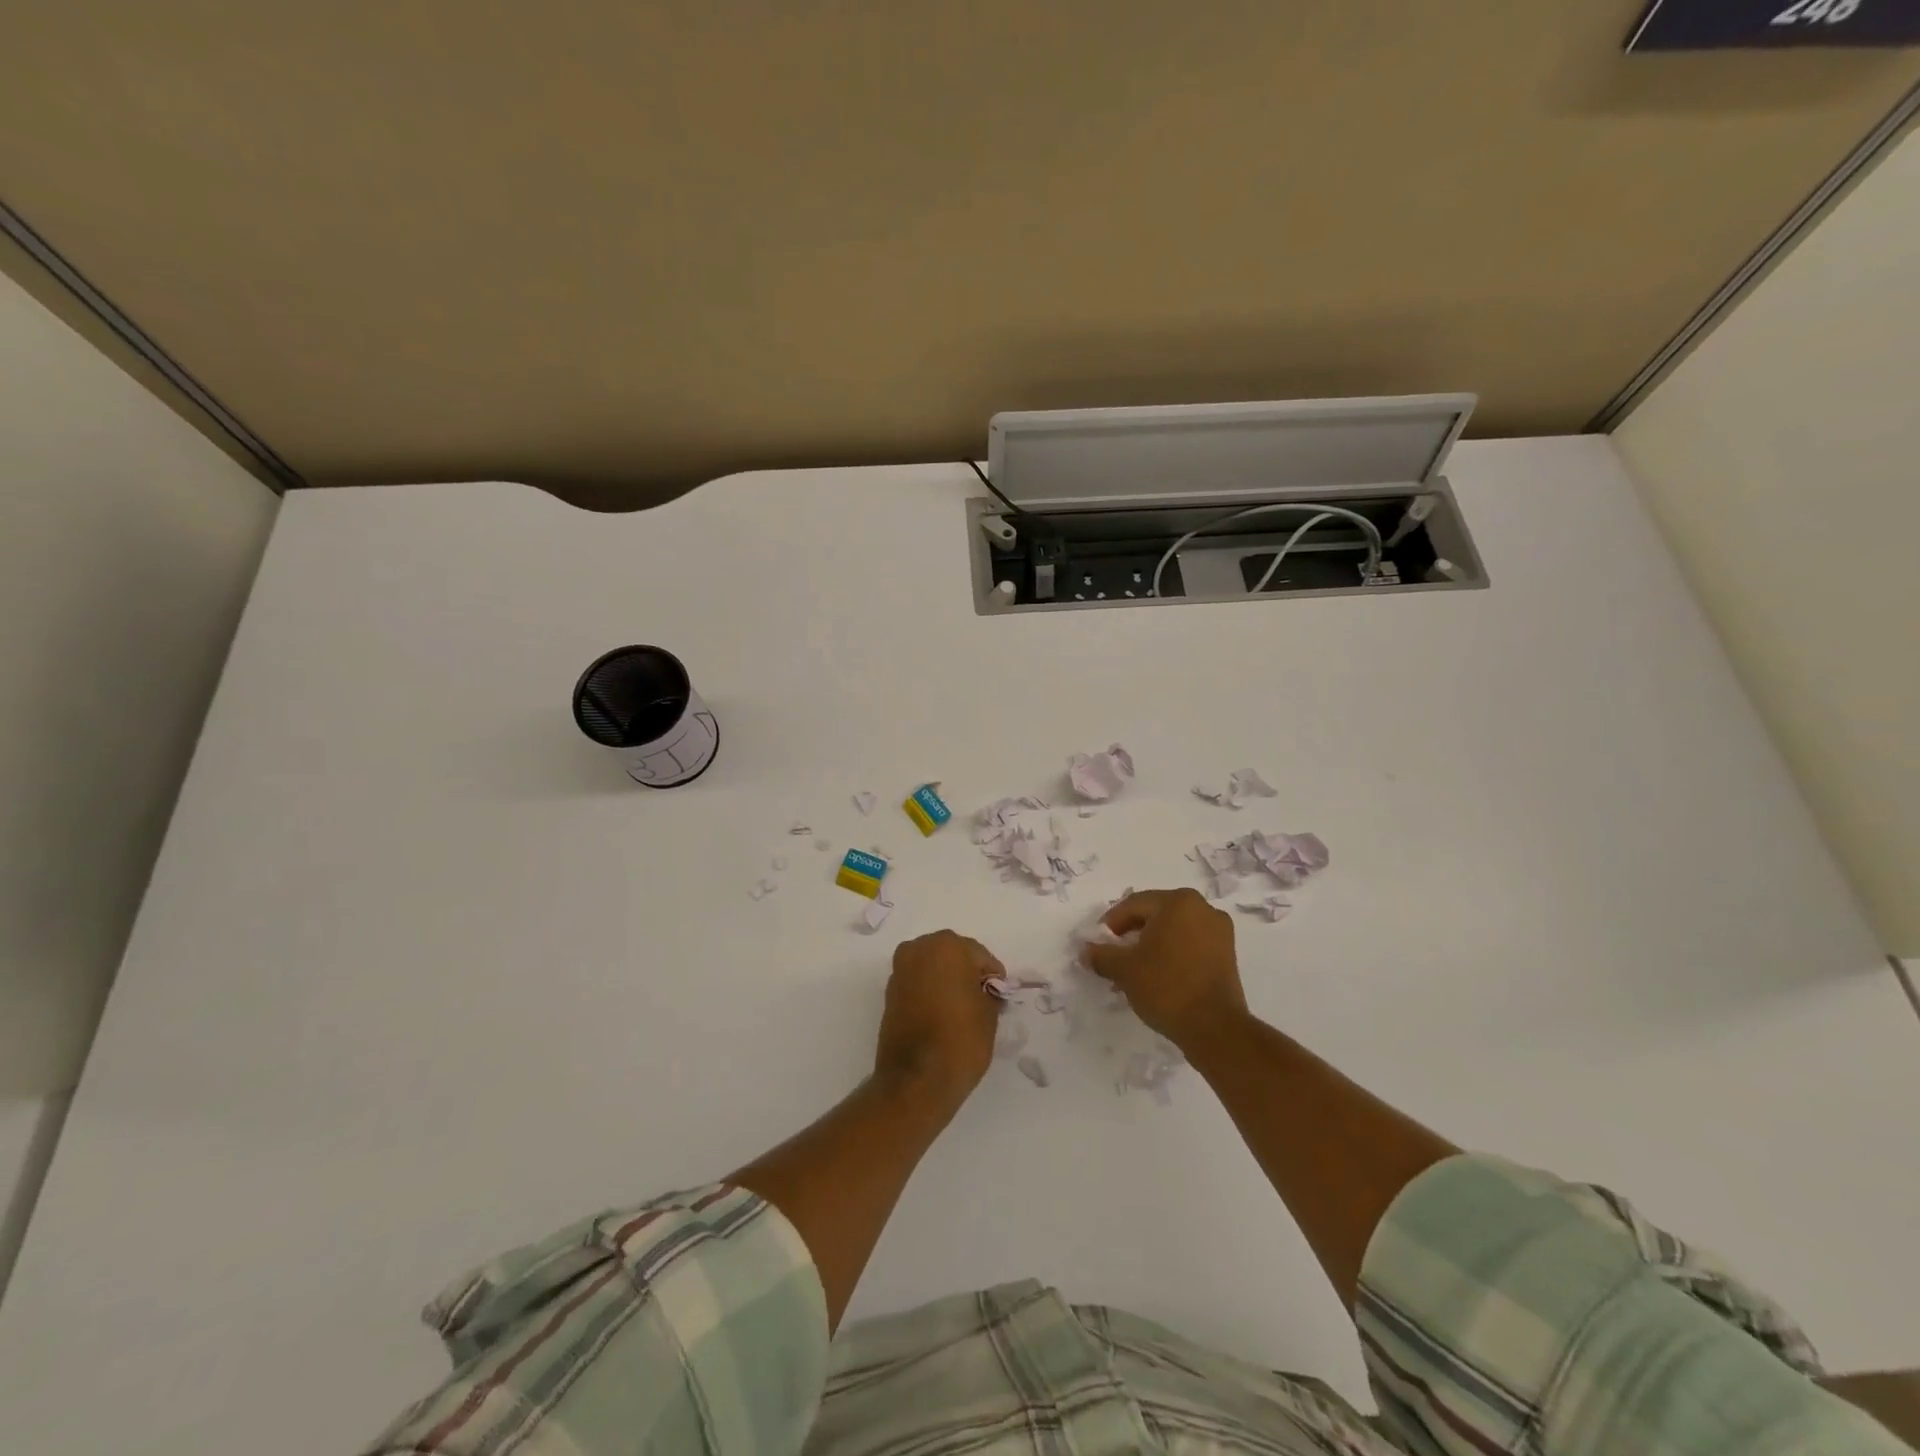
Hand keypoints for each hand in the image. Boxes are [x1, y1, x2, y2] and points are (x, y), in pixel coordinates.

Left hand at [875, 931, 1002, 1108]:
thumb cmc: (960, 1040)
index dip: (992, 976)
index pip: (980, 956)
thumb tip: (984, 990)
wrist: (916, 1080)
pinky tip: (940, 1014)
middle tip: (980, 999)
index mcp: (948, 946)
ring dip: (945, 979)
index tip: (998, 997)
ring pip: (932, 966)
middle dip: (966, 972)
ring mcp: (900, 970)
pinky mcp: (889, 992)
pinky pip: (917, 982)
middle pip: (952, 954)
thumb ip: (988, 992)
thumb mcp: (989, 1014)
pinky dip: (929, 991)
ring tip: (960, 1008)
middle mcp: (919, 949)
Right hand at [1082, 889, 1248, 1050]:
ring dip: (1151, 944)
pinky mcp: (1227, 954)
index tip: (1098, 944)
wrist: (1214, 1028)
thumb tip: (1085, 951)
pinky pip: (1191, 943)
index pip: (1134, 905)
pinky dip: (1172, 953)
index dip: (1111, 924)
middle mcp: (1202, 908)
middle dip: (1132, 933)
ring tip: (1135, 968)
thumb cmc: (1166, 987)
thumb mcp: (1124, 969)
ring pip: (1174, 930)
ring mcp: (1219, 931)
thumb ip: (1101, 955)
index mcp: (1178, 902)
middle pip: (1155, 914)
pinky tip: (1159, 974)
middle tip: (1114, 955)